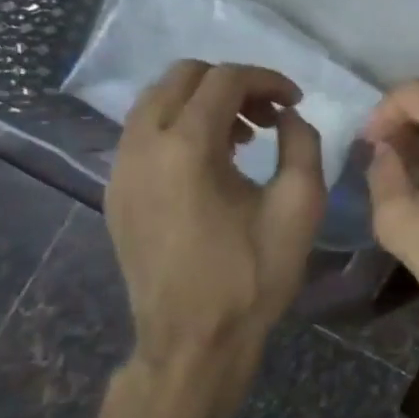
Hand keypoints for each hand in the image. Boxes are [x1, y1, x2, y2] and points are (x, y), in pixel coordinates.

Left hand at [106, 61, 325, 417]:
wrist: (194, 340)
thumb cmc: (253, 273)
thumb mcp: (300, 204)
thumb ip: (302, 144)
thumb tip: (288, 118)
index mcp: (187, 148)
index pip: (224, 80)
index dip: (267, 80)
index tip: (296, 100)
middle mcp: (142, 147)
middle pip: (182, 77)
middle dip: (233, 84)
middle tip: (271, 113)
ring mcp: (121, 170)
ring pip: (157, 102)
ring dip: (205, 103)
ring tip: (246, 136)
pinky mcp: (116, 193)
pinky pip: (144, 134)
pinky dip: (181, 126)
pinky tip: (215, 161)